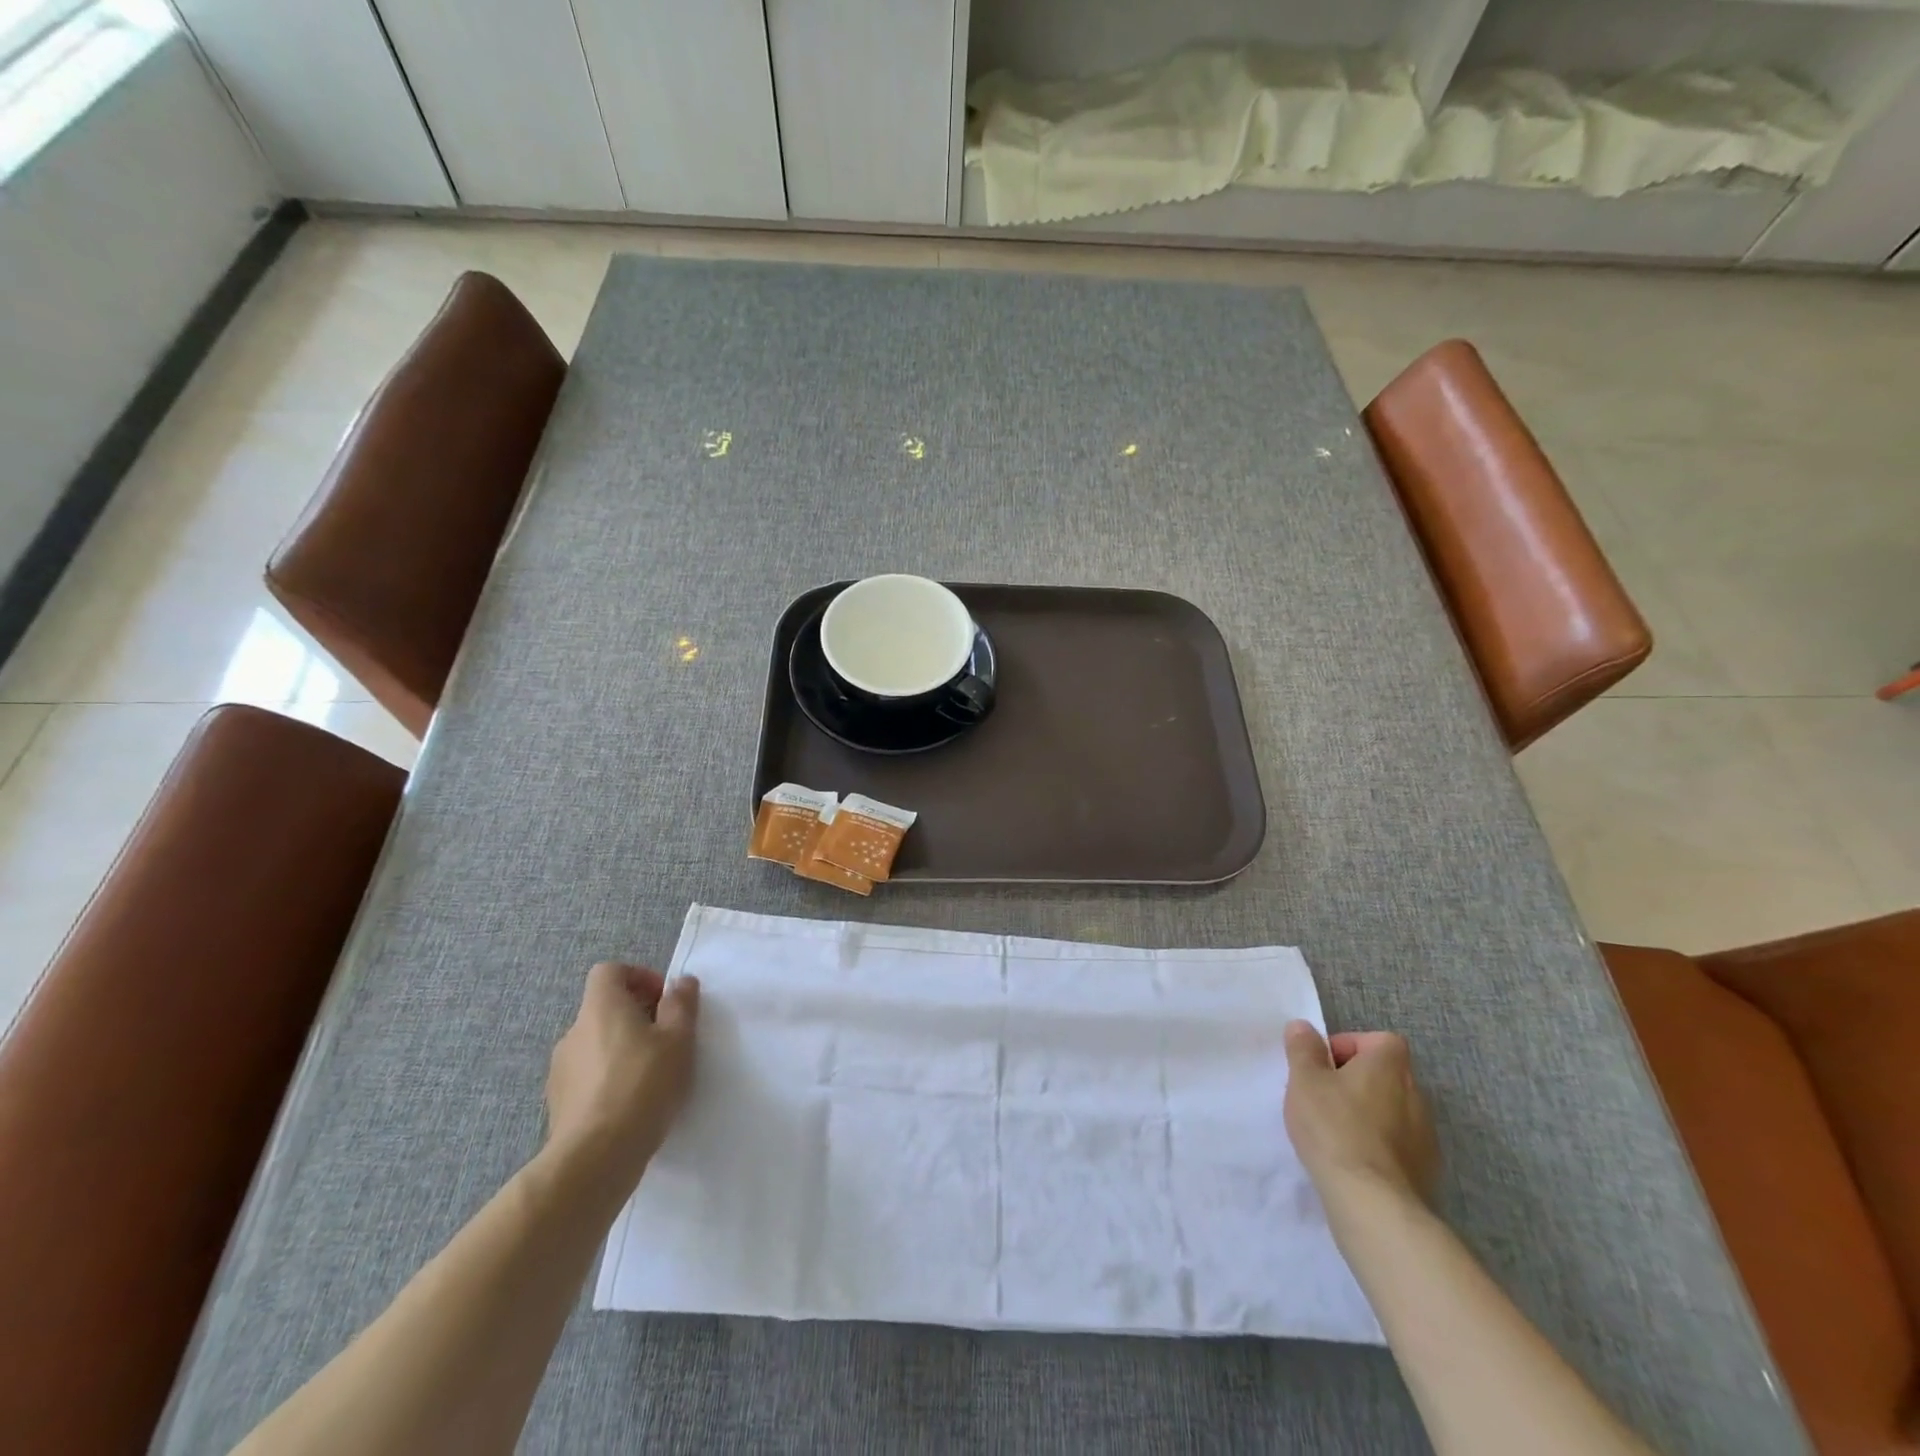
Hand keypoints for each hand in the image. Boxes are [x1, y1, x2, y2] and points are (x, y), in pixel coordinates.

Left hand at [544, 963, 699, 1188]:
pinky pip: (587, 1075)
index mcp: (601, 1008)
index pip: (609, 971)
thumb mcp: (678, 1039)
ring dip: (622, 1048)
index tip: (663, 1000)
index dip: (638, 977)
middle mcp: (574, 1031)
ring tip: (651, 1075)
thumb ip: (681, 1004)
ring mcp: (560, 1069)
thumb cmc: (643, 1085)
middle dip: (636, 1016)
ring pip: (596, 1043)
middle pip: (604, 1008)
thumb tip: (680, 982)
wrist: (595, 1157)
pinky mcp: (558, 1103)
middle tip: (667, 1039)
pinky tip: (630, 1103)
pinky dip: (608, 1078)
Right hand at [1283, 1021, 1438, 1219]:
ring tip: (1335, 1132)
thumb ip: (1303, 1049)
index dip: (1349, 1046)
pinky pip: (1398, 1144)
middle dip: (1355, 1081)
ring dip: (1367, 1114)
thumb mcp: (1304, 1080)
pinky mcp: (1427, 1170)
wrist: (1373, 1202)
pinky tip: (1353, 1161)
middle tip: (1322, 1097)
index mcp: (1390, 1066)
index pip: (1378, 1040)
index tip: (1323, 1066)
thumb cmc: (1334, 1127)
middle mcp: (1416, 1094)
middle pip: (1384, 1075)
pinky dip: (1378, 1145)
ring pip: (1392, 1111)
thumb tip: (1303, 1027)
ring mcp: (1426, 1135)